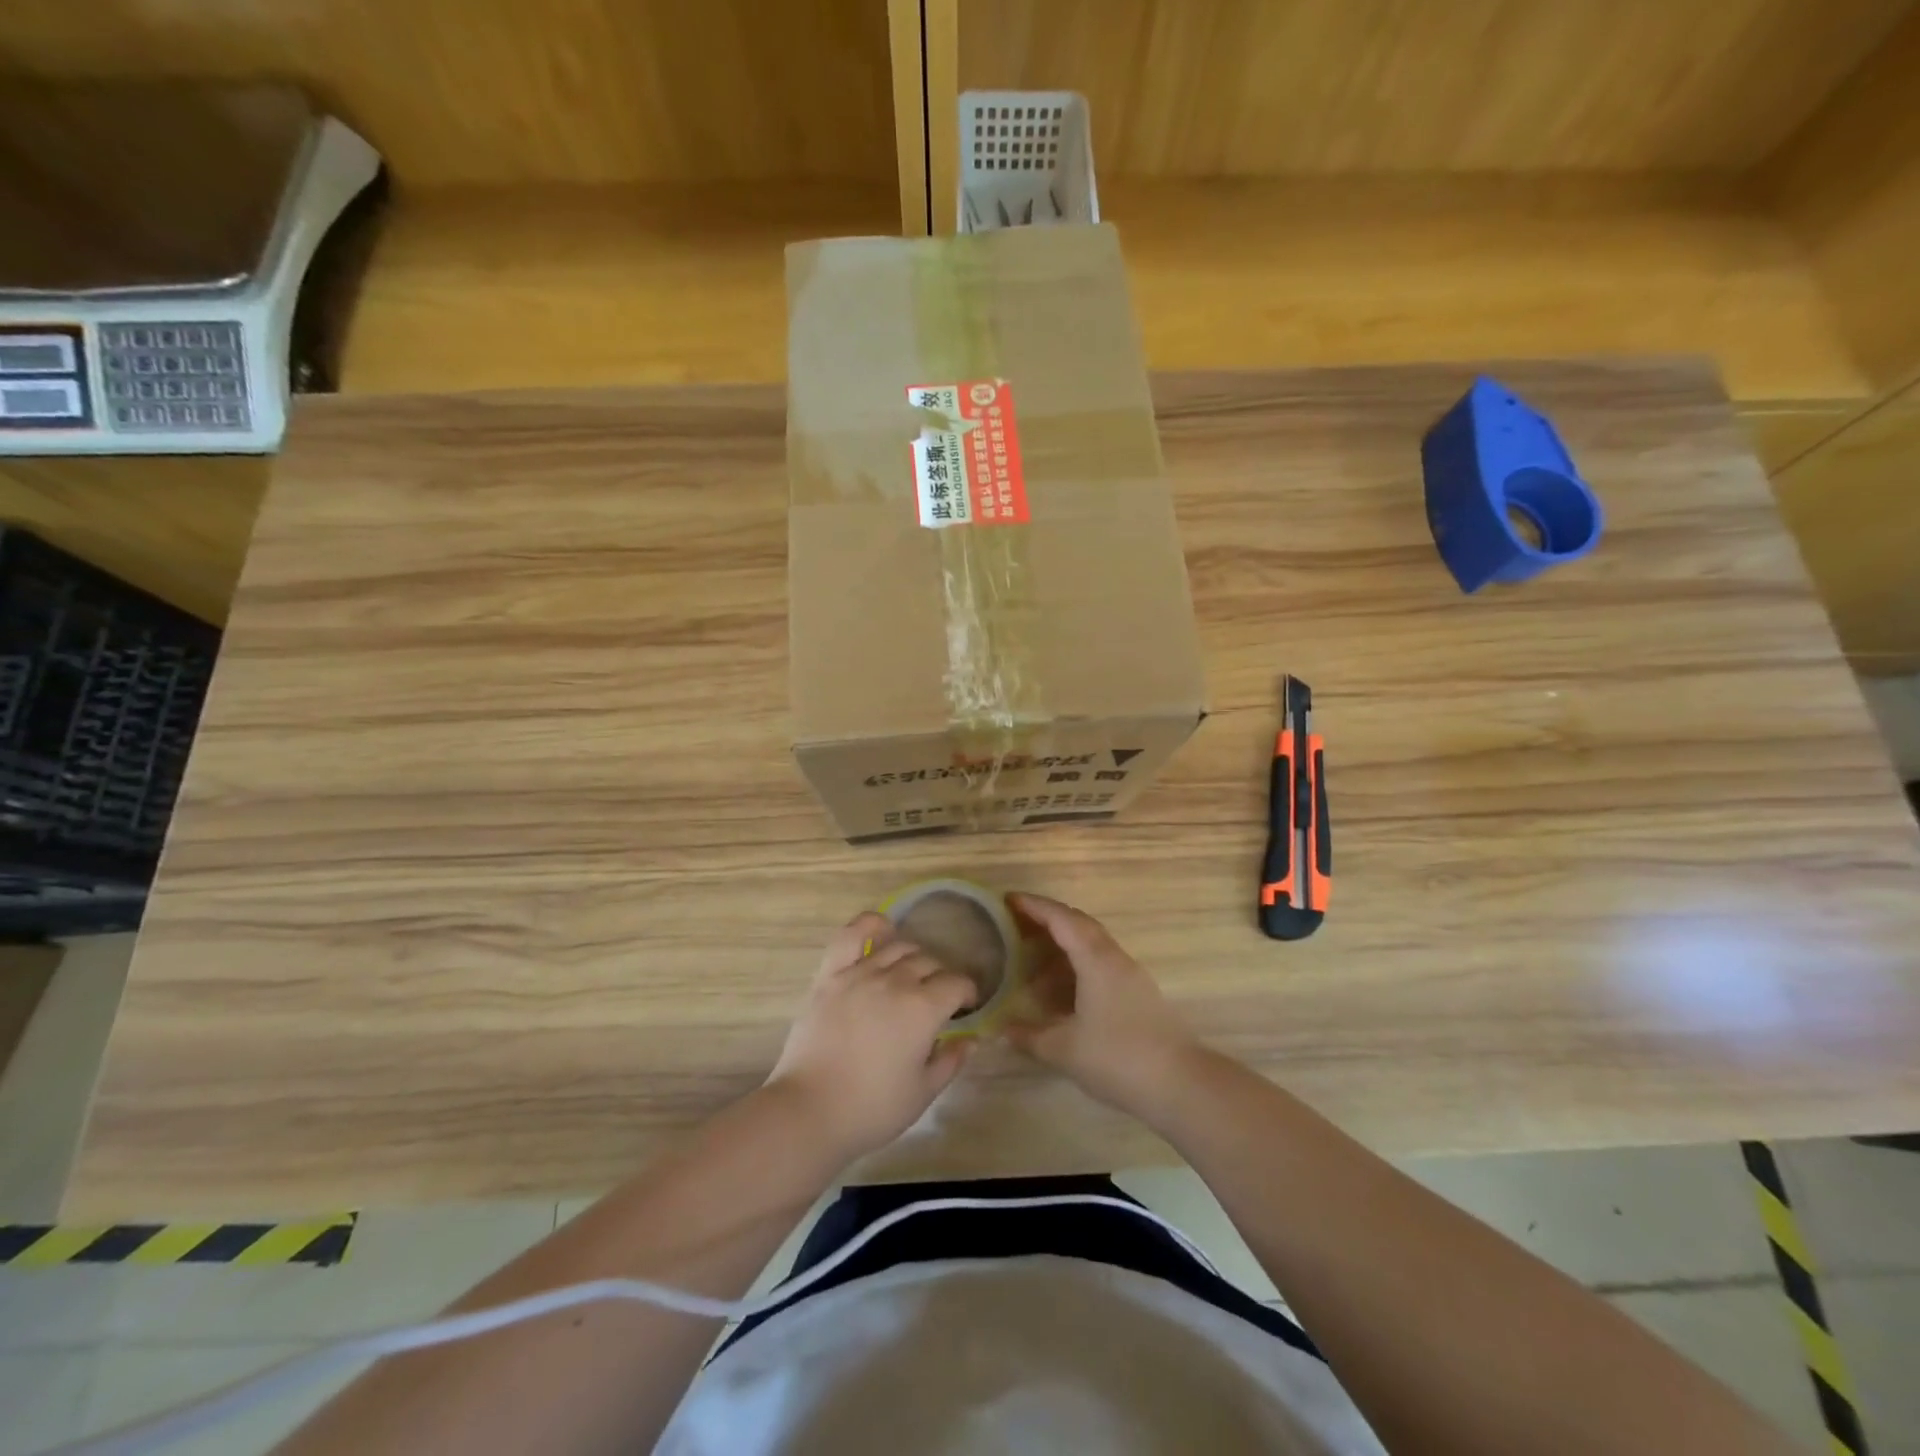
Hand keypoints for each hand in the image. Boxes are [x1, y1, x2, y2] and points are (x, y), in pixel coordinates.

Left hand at [766, 912, 979, 1163]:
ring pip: (897, 947)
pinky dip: (870, 925)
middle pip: (929, 963)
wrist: (809, 1110)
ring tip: (912, 974)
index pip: (957, 984)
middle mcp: (895, 981)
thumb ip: (950, 1062)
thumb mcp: (922, 1093)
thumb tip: (970, 1040)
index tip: (966, 1006)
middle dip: (941, 977)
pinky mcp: (830, 976)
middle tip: (938, 998)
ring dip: (913, 957)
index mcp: (923, 1008)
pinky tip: (882, 928)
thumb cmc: (872, 1108)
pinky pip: (851, 937)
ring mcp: (859, 974)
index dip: (967, 993)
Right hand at [1005, 893, 1204, 1119]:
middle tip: (1015, 927)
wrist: (1181, 1085)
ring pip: (1092, 947)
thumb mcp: (1064, 1050)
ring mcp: (1131, 977)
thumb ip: (1029, 1037)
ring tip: (1032, 967)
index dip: (1034, 906)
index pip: (1061, 919)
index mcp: (1096, 959)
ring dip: (1062, 949)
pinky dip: (1076, 969)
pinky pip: (1101, 967)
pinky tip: (1061, 995)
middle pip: (1079, 925)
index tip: (1008, 900)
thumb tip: (1001, 1030)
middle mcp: (1114, 959)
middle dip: (1047, 921)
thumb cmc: (1117, 1058)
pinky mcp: (1139, 995)